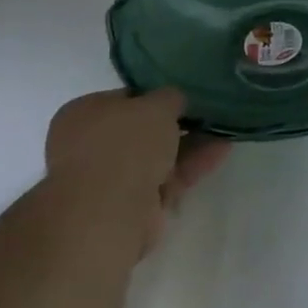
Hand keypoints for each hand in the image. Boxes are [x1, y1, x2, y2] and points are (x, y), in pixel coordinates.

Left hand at [44, 89, 229, 255]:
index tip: (185, 96)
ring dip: (190, 144)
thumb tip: (174, 100)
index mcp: (83, 114)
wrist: (108, 212)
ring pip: (158, 156)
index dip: (156, 96)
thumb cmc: (125, 145)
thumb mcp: (156, 105)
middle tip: (208, 113)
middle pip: (142, 131)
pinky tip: (221, 151)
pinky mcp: (133, 205)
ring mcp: (111, 179)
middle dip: (177, 124)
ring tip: (224, 130)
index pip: (125, 99)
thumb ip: (170, 97)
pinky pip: (167, 178)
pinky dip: (192, 166)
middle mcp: (91, 146)